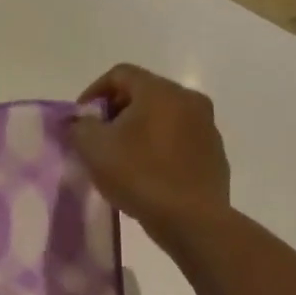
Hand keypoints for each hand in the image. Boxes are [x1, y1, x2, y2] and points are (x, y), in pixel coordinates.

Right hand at [64, 64, 230, 244]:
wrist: (192, 220)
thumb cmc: (139, 175)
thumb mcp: (94, 148)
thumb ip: (80, 126)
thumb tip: (81, 122)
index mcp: (160, 91)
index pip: (120, 74)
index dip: (93, 92)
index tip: (81, 119)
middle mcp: (188, 99)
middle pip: (144, 93)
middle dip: (117, 111)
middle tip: (99, 137)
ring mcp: (207, 127)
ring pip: (164, 117)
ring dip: (140, 130)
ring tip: (122, 157)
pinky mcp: (215, 154)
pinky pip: (180, 140)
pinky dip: (160, 147)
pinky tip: (148, 173)